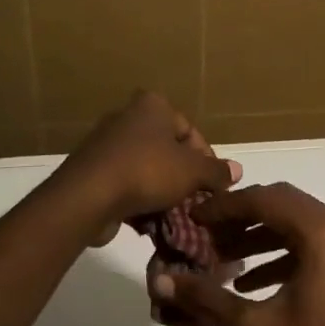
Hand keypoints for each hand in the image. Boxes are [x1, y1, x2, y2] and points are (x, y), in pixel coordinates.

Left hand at [55, 91, 239, 233]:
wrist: (87, 196)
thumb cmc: (146, 171)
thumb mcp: (191, 171)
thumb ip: (216, 171)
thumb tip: (237, 170)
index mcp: (153, 105)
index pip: (190, 130)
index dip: (206, 159)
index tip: (213, 186)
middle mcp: (128, 116)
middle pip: (167, 149)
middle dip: (183, 176)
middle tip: (195, 201)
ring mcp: (107, 143)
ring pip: (147, 168)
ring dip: (161, 191)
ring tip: (174, 215)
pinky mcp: (93, 169)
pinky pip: (125, 182)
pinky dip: (138, 198)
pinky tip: (148, 220)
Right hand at [152, 184, 324, 325]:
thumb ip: (208, 298)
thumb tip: (164, 280)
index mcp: (320, 232)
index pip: (263, 199)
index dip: (225, 206)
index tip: (194, 217)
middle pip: (281, 204)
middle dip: (241, 216)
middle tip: (206, 233)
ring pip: (295, 223)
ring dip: (258, 235)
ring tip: (222, 258)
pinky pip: (309, 244)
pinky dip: (279, 253)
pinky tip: (250, 283)